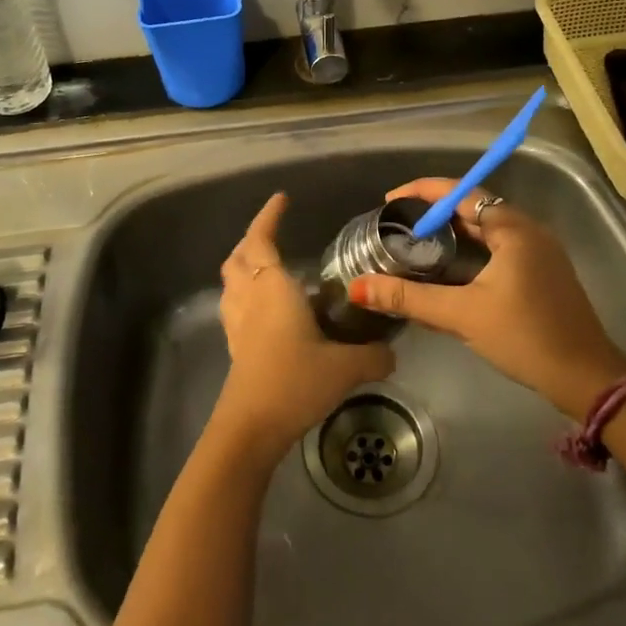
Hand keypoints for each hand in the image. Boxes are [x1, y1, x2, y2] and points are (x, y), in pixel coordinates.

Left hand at [216, 192, 392, 461]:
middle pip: (238, 257)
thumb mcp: (344, 367)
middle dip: (252, 239)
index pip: (261, 240)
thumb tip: (394, 352)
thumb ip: (373, 355)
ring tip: (268, 266)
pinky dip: (245, 294)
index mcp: (272, 288)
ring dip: (244, 265)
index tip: (282, 199)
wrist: (251, 426)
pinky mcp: (235, 345)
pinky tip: (266, 308)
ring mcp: (237, 322)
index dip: (269, 216)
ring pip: (231, 281)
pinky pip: (234, 305)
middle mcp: (249, 297)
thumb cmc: (294, 381)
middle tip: (274, 233)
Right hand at [348, 179, 625, 418]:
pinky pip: (500, 246)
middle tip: (397, 224)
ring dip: (453, 231)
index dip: (423, 191)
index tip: (389, 199)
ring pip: (487, 229)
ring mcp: (540, 251)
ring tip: (416, 243)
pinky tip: (450, 269)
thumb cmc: (524, 337)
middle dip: (435, 212)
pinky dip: (471, 248)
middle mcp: (529, 230)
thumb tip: (359, 287)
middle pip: (474, 207)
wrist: (585, 377)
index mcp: (513, 229)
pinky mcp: (544, 272)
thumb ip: (409, 297)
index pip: (462, 193)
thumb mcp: (462, 315)